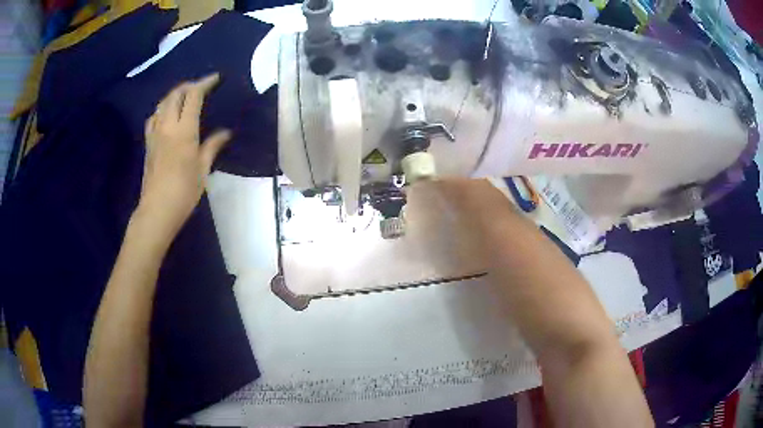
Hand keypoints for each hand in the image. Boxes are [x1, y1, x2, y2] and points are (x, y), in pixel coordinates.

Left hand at [139, 73, 230, 237]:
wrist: (157, 210)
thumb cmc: (184, 192)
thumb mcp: (203, 170)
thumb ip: (212, 146)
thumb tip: (226, 132)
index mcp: (184, 131)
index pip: (194, 96)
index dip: (205, 83)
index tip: (215, 78)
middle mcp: (168, 126)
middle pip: (176, 94)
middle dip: (189, 85)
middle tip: (201, 86)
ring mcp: (155, 134)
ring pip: (162, 103)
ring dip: (174, 94)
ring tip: (185, 96)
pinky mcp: (148, 143)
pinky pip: (153, 117)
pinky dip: (162, 109)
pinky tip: (166, 114)